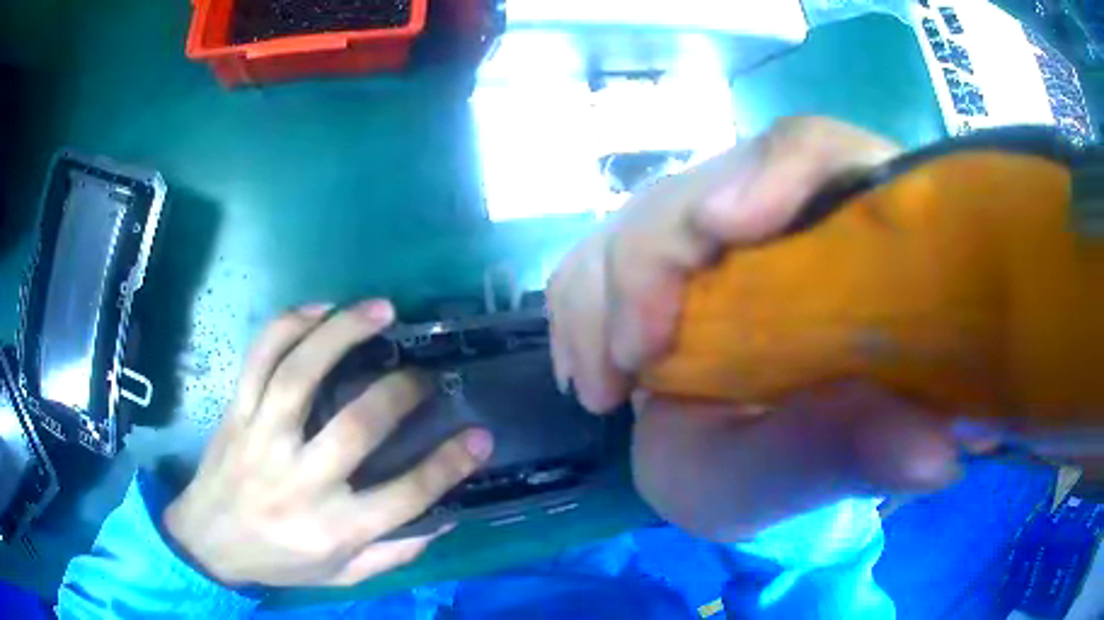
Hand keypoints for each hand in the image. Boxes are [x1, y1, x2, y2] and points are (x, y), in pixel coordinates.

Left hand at [164, 300, 493, 586]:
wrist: (208, 542)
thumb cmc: (280, 561)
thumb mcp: (343, 576)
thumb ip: (394, 552)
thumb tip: (444, 517)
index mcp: (333, 528)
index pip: (405, 496)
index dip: (449, 464)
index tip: (480, 435)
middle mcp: (299, 481)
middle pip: (357, 427)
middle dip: (401, 393)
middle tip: (425, 374)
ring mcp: (262, 439)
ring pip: (301, 374)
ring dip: (343, 333)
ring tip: (381, 311)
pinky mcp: (237, 413)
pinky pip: (259, 358)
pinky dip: (288, 326)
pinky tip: (318, 309)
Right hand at [548, 117, 959, 540]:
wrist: (739, 465)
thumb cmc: (789, 470)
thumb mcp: (815, 474)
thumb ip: (864, 455)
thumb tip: (936, 457)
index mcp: (854, 240)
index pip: (823, 153)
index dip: (777, 170)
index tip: (722, 228)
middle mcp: (787, 219)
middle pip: (711, 182)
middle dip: (650, 260)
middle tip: (630, 361)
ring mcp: (721, 235)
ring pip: (645, 213)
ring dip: (602, 290)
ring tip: (602, 386)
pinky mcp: (667, 259)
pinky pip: (605, 248)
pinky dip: (581, 304)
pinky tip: (590, 370)